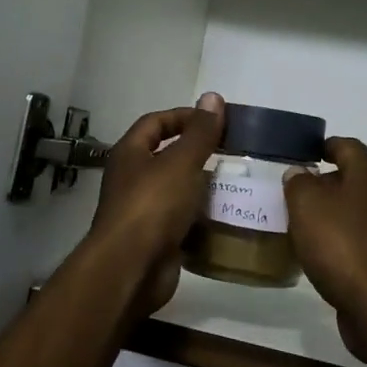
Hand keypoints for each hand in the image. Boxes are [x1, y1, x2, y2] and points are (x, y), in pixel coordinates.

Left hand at [86, 93, 224, 311]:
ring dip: (202, 186)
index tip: (215, 119)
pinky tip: (225, 216)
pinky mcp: (155, 238)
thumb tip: (213, 97)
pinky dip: (201, 217)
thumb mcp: (181, 162)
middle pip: (166, 156)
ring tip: (235, 182)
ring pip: (177, 190)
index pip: (155, 122)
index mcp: (130, 154)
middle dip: (197, 153)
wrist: (132, 269)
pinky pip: (181, 220)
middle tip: (230, 152)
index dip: (183, 116)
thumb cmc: (153, 206)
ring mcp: (142, 211)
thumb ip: (200, 132)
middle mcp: (132, 179)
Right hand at [285, 138, 366, 364]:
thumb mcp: (306, 205)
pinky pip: (366, 238)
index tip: (302, 155)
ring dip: (337, 212)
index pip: (346, 146)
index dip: (323, 146)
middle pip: (356, 177)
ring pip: (361, 209)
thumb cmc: (342, 245)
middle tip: (298, 193)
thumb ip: (298, 182)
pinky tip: (326, 252)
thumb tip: (300, 173)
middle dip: (328, 182)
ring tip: (307, 224)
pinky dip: (346, 238)